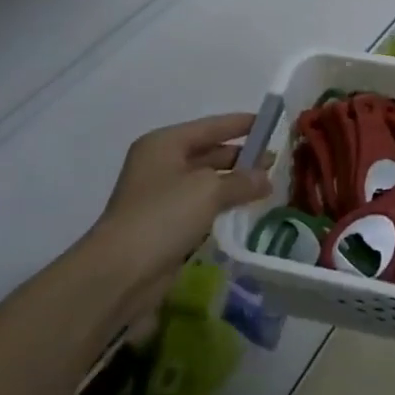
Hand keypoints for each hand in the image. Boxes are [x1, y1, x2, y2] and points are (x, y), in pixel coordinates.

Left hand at [90, 114, 271, 291]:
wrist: (120, 272)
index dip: (241, 124)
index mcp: (165, 144)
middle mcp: (161, 163)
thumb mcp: (209, 191)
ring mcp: (161, 195)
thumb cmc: (163, 216)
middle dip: (241, 156)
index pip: (211, 126)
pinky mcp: (165, 223)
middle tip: (275, 161)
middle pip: (208, 152)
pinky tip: (244, 209)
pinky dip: (221, 204)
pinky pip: (200, 205)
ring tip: (266, 186)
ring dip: (233, 183)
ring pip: (206, 181)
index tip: (270, 123)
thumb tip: (266, 178)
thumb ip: (242, 180)